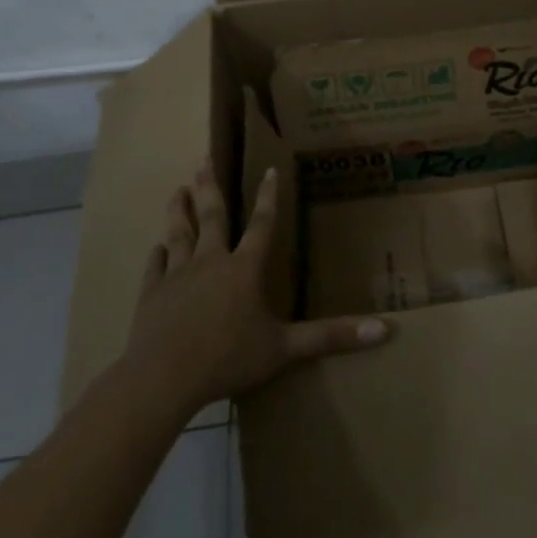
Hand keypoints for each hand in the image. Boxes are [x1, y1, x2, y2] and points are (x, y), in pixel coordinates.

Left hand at [125, 161, 392, 414]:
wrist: (164, 377)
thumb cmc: (229, 358)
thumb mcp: (285, 348)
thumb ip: (331, 337)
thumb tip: (384, 330)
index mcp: (243, 269)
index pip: (261, 224)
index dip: (267, 197)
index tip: (268, 169)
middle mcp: (210, 262)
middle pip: (211, 216)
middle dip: (209, 187)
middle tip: (203, 160)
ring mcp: (177, 276)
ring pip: (178, 233)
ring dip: (179, 210)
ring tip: (177, 190)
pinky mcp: (151, 294)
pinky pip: (155, 268)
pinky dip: (156, 256)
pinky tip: (155, 249)